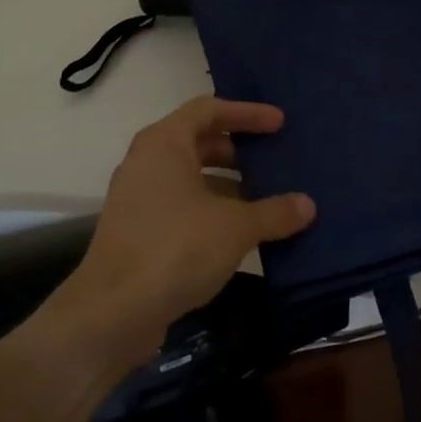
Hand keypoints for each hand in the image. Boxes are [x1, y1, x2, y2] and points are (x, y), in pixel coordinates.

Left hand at [58, 97, 314, 359]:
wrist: (112, 312)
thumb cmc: (176, 248)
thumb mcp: (235, 228)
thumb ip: (274, 212)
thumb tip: (307, 205)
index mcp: (165, 143)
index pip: (209, 109)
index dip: (246, 113)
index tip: (279, 124)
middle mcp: (146, 161)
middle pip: (198, 141)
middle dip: (238, 151)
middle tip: (274, 160)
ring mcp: (138, 197)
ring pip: (190, 176)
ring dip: (227, 185)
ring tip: (265, 199)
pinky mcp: (137, 230)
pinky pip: (181, 205)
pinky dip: (211, 210)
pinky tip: (240, 233)